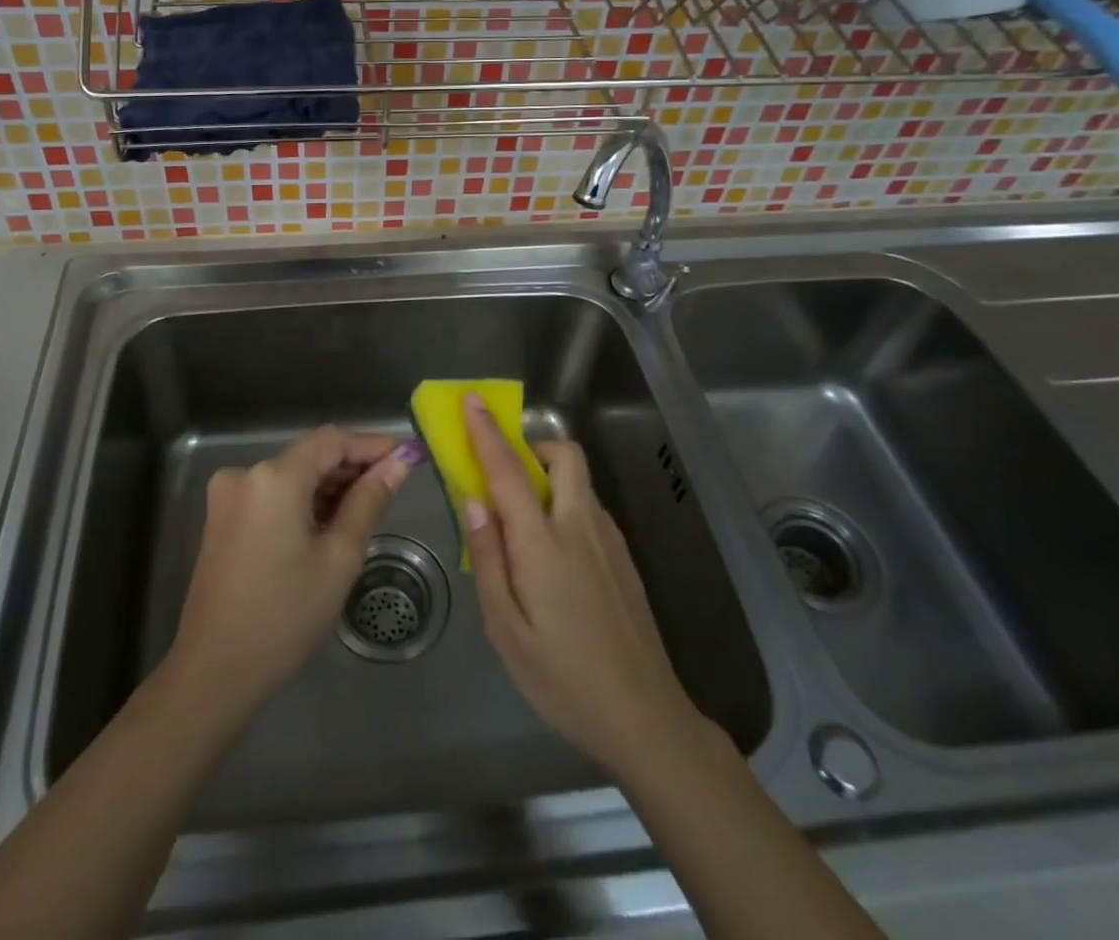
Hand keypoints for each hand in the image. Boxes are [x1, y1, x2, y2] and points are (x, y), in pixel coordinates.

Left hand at [168, 426, 409, 721]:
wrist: (214, 674)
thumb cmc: (285, 617)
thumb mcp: (339, 558)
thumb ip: (369, 501)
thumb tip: (399, 463)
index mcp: (274, 477)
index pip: (332, 440)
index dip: (370, 444)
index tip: (405, 455)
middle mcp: (245, 473)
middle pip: (309, 455)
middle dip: (351, 466)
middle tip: (393, 485)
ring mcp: (229, 496)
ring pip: (291, 475)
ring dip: (328, 485)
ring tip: (367, 507)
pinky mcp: (222, 518)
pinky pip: (272, 494)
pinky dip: (302, 501)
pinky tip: (329, 522)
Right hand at [460, 395, 696, 776]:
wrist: (645, 718)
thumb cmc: (563, 679)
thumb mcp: (506, 630)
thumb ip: (487, 558)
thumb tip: (473, 501)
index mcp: (544, 543)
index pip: (509, 471)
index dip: (487, 432)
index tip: (472, 401)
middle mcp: (581, 527)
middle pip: (563, 456)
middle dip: (532, 448)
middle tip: (506, 478)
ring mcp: (610, 541)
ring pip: (578, 483)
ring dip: (548, 480)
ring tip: (524, 531)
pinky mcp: (625, 559)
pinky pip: (589, 510)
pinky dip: (565, 508)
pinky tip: (555, 562)